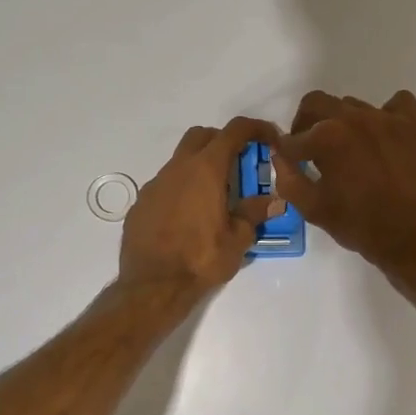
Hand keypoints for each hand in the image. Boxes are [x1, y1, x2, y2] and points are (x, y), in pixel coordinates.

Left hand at [118, 117, 280, 299]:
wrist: (152, 286)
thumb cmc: (201, 259)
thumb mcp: (238, 239)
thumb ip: (255, 213)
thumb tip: (274, 201)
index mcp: (206, 169)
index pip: (234, 131)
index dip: (256, 128)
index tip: (270, 139)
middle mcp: (178, 168)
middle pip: (202, 136)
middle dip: (223, 141)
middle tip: (239, 165)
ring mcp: (155, 184)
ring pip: (181, 161)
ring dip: (200, 168)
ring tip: (215, 198)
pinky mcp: (141, 203)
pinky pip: (165, 186)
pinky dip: (181, 191)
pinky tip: (188, 218)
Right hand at [271, 90, 415, 279]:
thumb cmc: (360, 226)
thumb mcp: (313, 209)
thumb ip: (288, 178)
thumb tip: (279, 154)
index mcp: (326, 137)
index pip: (293, 137)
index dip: (289, 151)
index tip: (293, 162)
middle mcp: (355, 118)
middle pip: (317, 104)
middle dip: (307, 124)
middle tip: (313, 149)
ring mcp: (388, 118)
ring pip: (354, 106)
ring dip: (345, 124)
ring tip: (354, 152)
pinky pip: (397, 103)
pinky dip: (387, 115)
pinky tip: (387, 137)